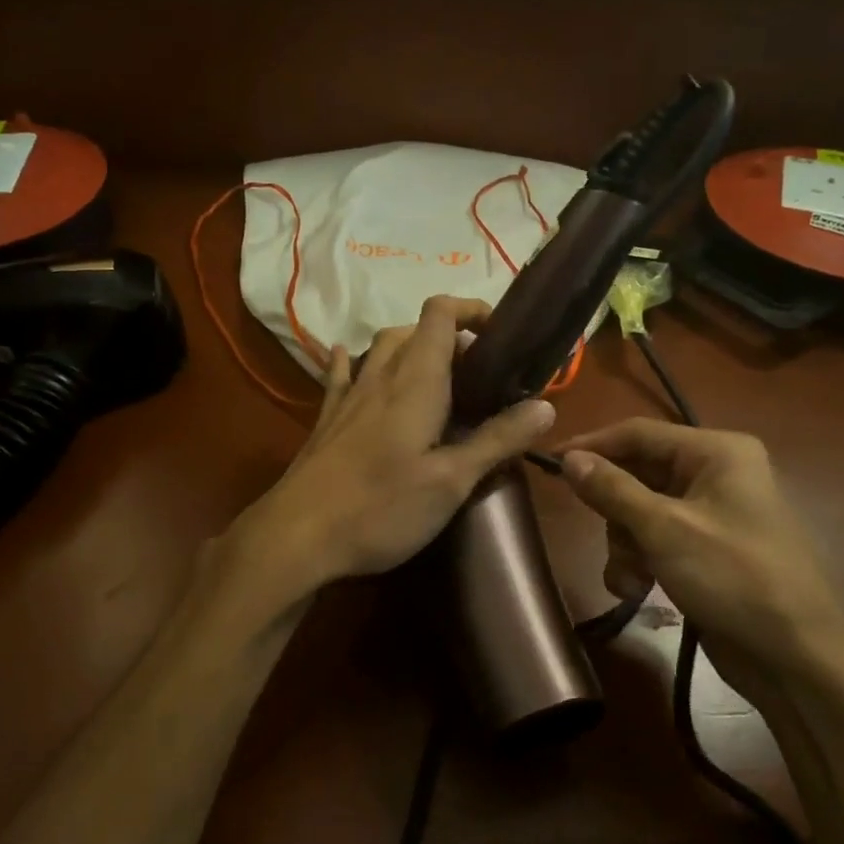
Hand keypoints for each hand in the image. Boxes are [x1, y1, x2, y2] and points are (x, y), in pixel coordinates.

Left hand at [222, 296, 556, 602]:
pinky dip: (356, 362)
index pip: (440, 314)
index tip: (500, 336)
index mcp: (416, 382)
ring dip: (411, 348)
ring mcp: (348, 395)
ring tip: (436, 378)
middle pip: (414, 330)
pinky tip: (351, 363)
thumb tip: (545, 407)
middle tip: (478, 376)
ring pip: (380, 348)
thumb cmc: (381, 507)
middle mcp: (380, 376)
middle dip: (450, 338)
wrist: (297, 534)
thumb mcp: (451, 481)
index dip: (471, 310)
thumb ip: (498, 440)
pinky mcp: (327, 419)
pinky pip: (342, 374)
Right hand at [557, 419, 843, 696]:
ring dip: (625, 544)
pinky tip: (637, 589)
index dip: (592, 445)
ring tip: (630, 579)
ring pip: (639, 510)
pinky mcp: (704, 547)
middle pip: (637, 474)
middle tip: (606, 537)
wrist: (796, 660)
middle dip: (616, 513)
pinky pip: (655, 538)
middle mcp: (714, 473)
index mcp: (716, 452)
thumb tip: (568, 458)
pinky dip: (640, 560)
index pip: (638, 433)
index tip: (548, 462)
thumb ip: (612, 490)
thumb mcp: (665, 530)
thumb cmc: (734, 578)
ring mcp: (710, 512)